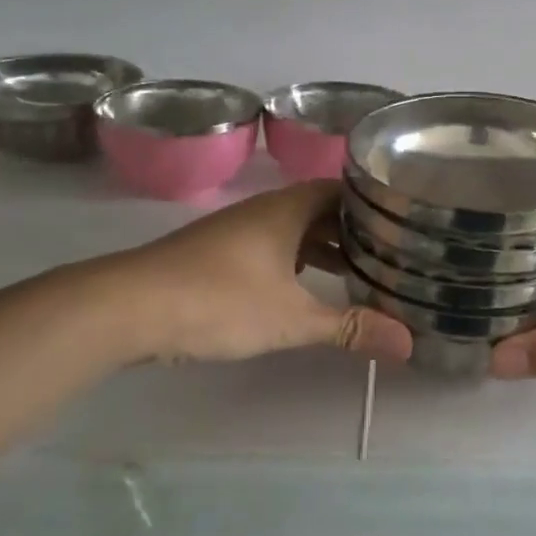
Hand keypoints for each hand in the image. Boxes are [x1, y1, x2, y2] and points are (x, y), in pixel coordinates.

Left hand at [101, 181, 412, 366]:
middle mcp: (263, 211)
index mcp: (287, 209)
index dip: (372, 203)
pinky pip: (270, 248)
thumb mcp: (292, 319)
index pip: (342, 190)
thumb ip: (349, 328)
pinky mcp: (215, 255)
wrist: (127, 307)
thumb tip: (408, 345)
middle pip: (319, 210)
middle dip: (352, 230)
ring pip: (292, 231)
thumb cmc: (220, 300)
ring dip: (322, 248)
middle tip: (390, 251)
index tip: (402, 220)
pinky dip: (294, 262)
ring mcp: (236, 232)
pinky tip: (301, 289)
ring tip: (356, 272)